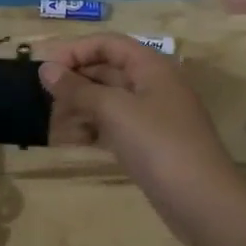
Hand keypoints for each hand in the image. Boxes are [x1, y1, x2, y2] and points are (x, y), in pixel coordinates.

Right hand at [40, 35, 245, 245]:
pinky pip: (112, 125)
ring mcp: (151, 115)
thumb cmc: (158, 144)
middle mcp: (152, 84)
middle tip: (45, 100)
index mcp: (151, 66)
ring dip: (79, 108)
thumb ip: (77, 89)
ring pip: (107, 100)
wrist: (201, 201)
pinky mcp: (147, 143)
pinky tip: (71, 141)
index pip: (107, 43)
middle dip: (74, 82)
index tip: (45, 69)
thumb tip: (46, 69)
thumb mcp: (114, 110)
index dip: (75, 50)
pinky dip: (91, 129)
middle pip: (106, 70)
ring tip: (54, 125)